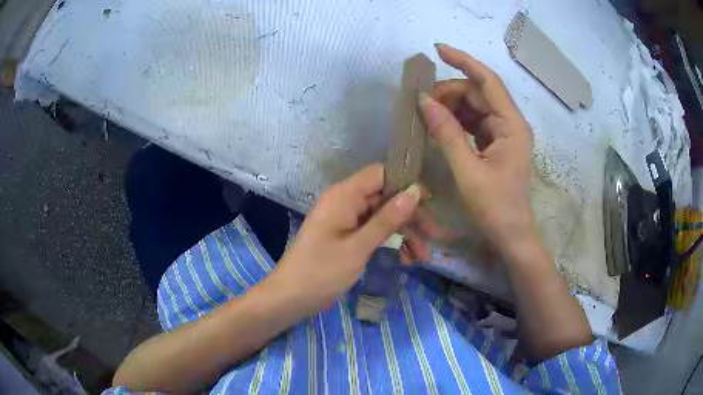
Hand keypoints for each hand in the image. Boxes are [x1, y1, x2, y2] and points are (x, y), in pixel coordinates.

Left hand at [268, 164, 421, 314]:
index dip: (406, 184)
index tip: (430, 203)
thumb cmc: (321, 272)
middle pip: (386, 198)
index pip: (381, 174)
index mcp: (344, 195)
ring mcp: (346, 220)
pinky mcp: (346, 237)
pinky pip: (373, 232)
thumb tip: (415, 191)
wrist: (290, 298)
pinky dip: (389, 243)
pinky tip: (405, 260)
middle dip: (411, 217)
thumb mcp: (358, 247)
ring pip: (383, 218)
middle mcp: (346, 202)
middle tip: (435, 237)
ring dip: (404, 234)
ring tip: (423, 257)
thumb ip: (387, 219)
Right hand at [418, 44, 535, 256]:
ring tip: (427, 114)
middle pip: (479, 93)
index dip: (464, 61)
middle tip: (422, 103)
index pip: (488, 81)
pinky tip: (439, 125)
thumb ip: (447, 134)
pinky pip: (474, 122)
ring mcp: (504, 133)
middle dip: (450, 91)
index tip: (438, 50)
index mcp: (511, 125)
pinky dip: (456, 120)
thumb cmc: (494, 207)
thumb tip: (424, 101)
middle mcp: (510, 123)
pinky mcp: (496, 143)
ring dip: (451, 106)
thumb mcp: (467, 171)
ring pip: (475, 106)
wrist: (511, 234)